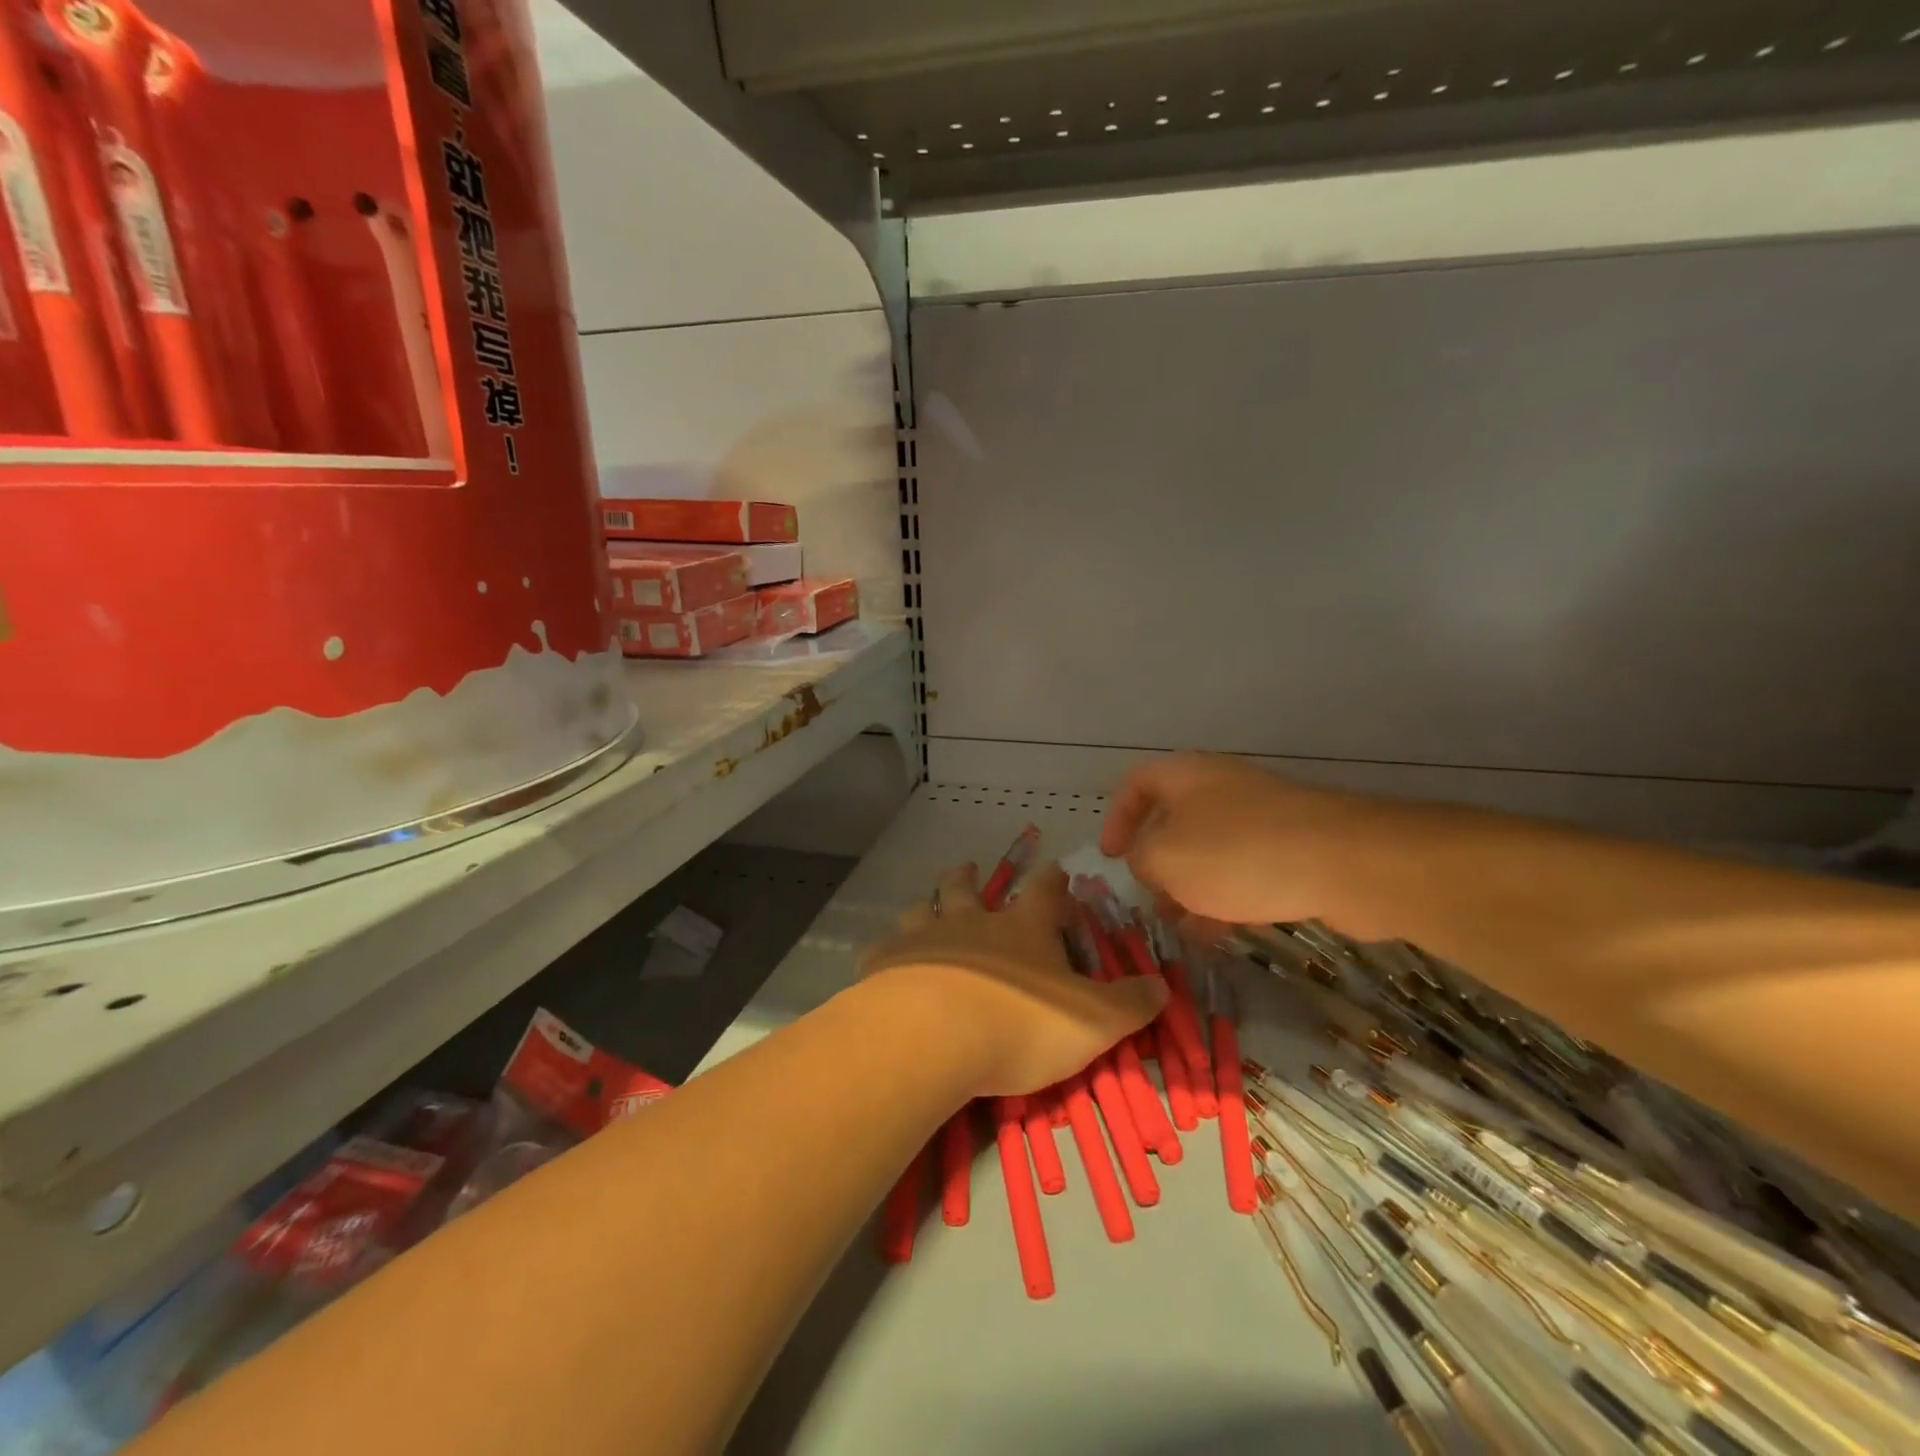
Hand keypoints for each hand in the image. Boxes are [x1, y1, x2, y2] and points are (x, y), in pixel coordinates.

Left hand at [860, 862, 1166, 1098]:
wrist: (935, 1036)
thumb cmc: (1021, 1024)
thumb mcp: (1094, 1021)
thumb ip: (1130, 1003)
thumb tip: (1163, 985)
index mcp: (1022, 928)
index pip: (1044, 891)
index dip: (1053, 881)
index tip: (1056, 870)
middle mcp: (971, 921)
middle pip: (968, 887)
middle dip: (971, 877)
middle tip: (970, 869)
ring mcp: (924, 938)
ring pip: (923, 908)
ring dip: (928, 904)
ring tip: (927, 905)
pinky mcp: (885, 964)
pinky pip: (882, 948)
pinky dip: (886, 950)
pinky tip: (883, 958)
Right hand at [1100, 753, 1382, 939]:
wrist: (1344, 862)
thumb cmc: (1237, 852)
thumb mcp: (1166, 858)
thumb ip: (1141, 860)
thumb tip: (1147, 862)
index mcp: (1186, 776)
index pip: (1136, 784)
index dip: (1116, 818)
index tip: (1110, 857)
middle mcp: (1221, 788)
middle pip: (1174, 819)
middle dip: (1156, 861)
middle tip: (1148, 898)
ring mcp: (1261, 817)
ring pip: (1210, 850)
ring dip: (1189, 886)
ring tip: (1179, 926)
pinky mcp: (1293, 847)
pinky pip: (1245, 870)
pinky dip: (1225, 897)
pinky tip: (1217, 934)